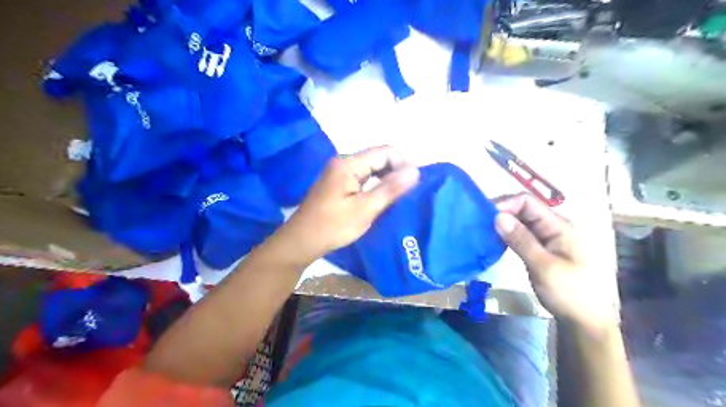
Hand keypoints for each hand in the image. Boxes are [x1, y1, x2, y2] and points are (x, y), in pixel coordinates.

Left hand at [282, 148, 423, 262]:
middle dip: (396, 171)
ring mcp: (340, 174)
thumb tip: (416, 171)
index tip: (415, 183)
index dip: (403, 163)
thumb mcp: (365, 208)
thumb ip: (390, 188)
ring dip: (387, 180)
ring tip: (401, 196)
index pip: (384, 152)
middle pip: (377, 158)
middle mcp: (343, 163)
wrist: (301, 241)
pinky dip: (376, 186)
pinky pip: (363, 179)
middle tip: (410, 192)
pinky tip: (384, 199)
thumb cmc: (333, 226)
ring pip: (371, 169)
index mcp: (348, 164)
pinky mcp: (339, 185)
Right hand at [494, 193, 611, 329]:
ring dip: (502, 224)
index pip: (527, 202)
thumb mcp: (543, 266)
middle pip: (523, 209)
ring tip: (483, 232)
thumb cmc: (569, 292)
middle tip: (479, 224)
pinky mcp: (540, 249)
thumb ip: (521, 240)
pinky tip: (494, 241)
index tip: (485, 217)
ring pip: (520, 222)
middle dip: (501, 213)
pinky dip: (507, 235)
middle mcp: (552, 227)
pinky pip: (521, 235)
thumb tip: (497, 216)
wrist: (584, 320)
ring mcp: (546, 238)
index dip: (506, 204)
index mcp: (558, 225)